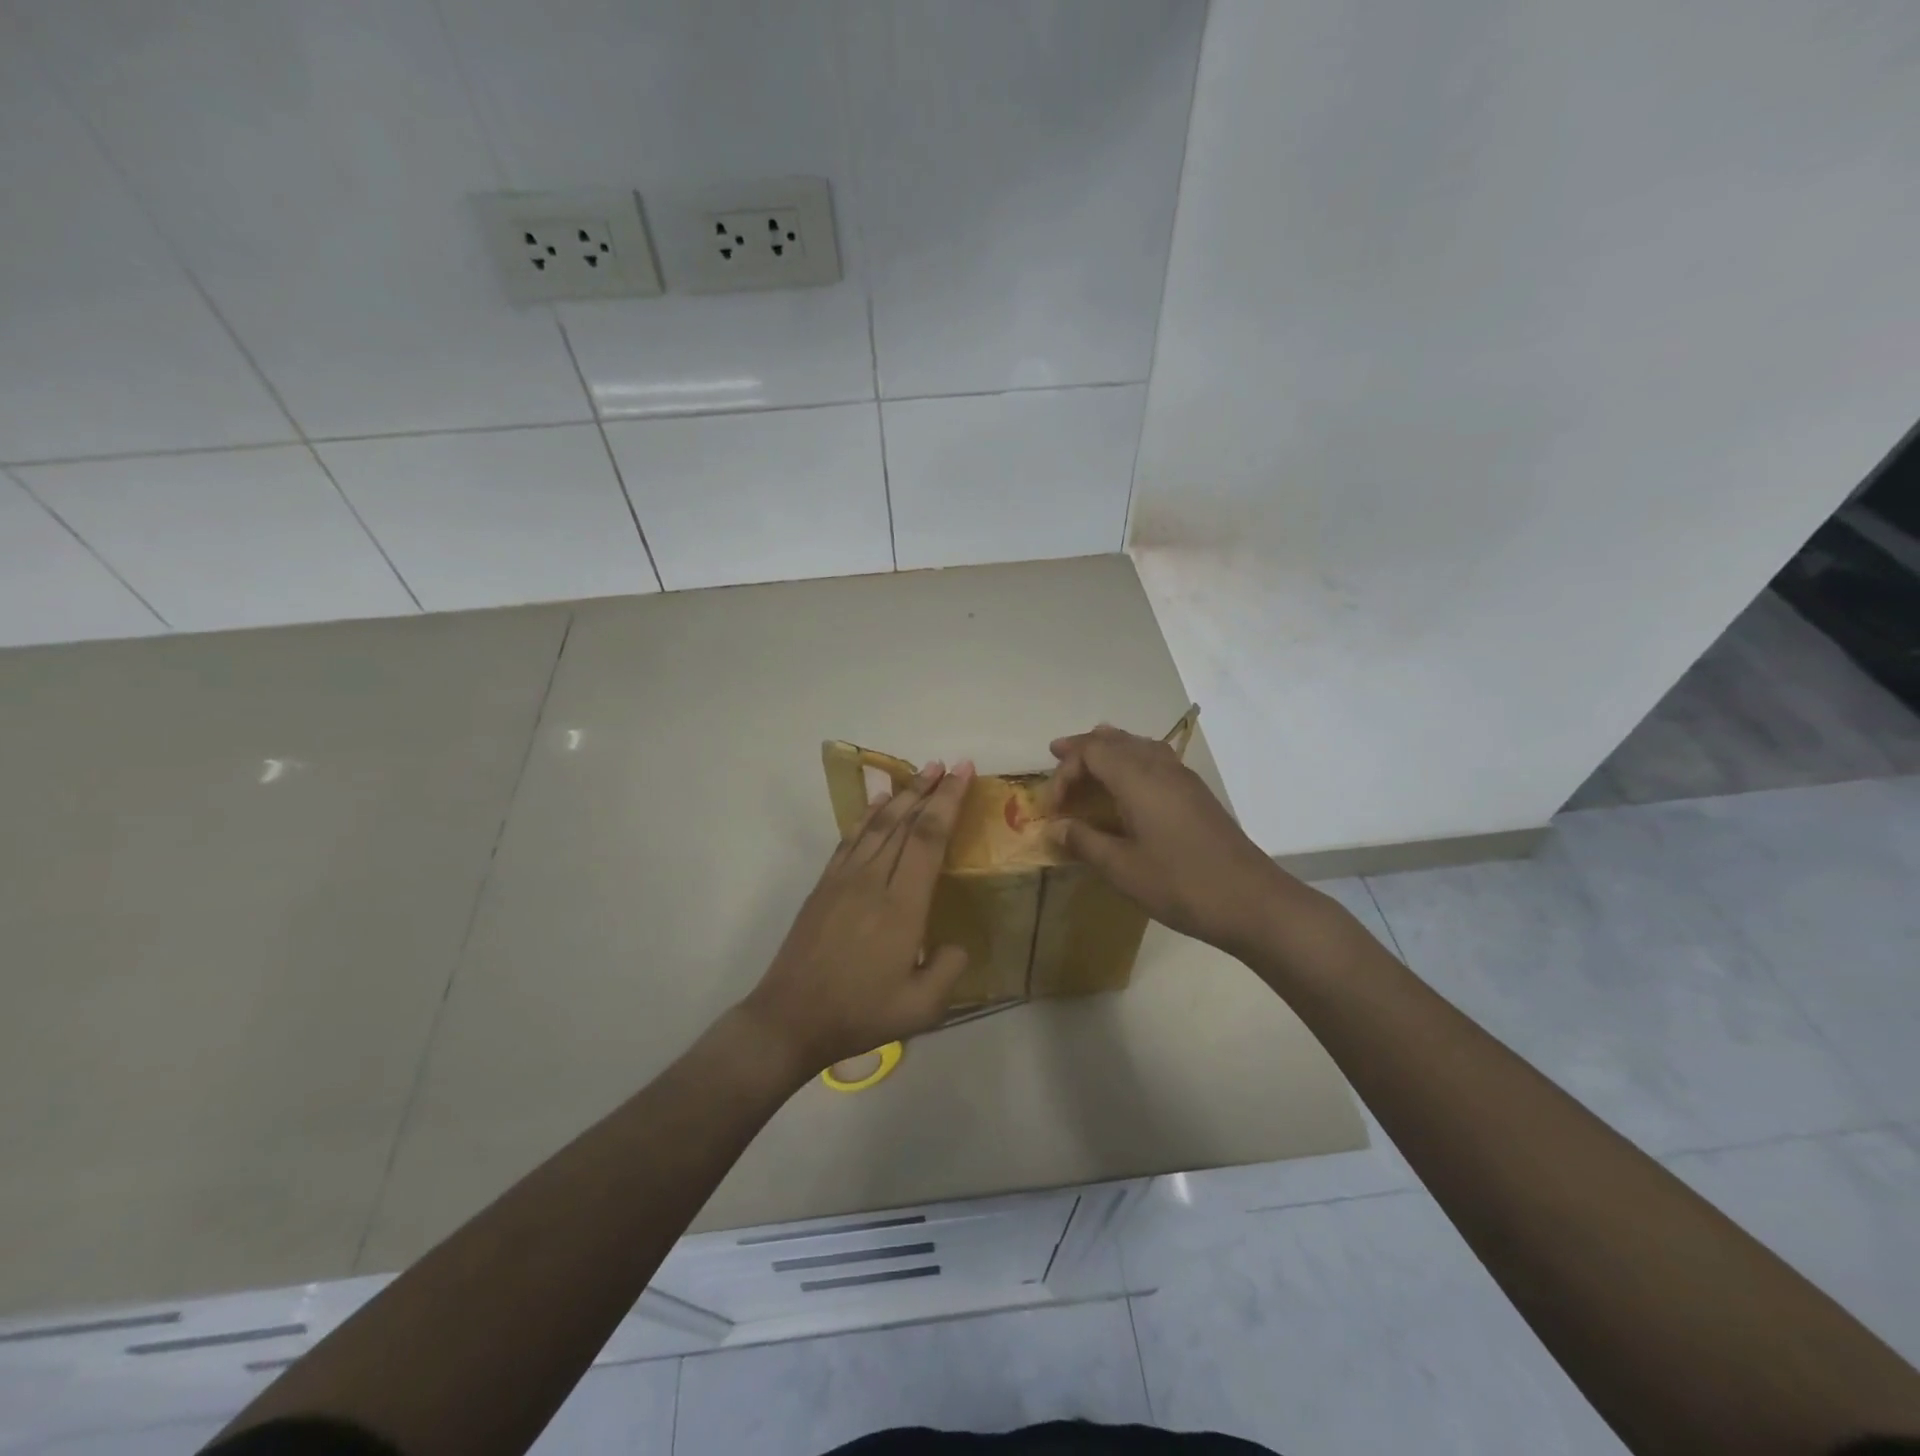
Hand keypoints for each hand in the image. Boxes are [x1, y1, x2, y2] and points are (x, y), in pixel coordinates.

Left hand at [741, 760, 974, 1074]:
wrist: (790, 1018)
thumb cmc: (859, 1014)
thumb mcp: (921, 1009)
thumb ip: (949, 970)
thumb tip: (957, 943)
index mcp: (902, 907)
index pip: (928, 839)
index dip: (948, 803)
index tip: (963, 774)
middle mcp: (873, 882)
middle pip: (904, 823)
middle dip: (929, 790)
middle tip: (948, 764)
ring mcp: (843, 880)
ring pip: (876, 825)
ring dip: (901, 795)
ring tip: (921, 773)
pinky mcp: (824, 886)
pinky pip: (850, 839)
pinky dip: (867, 816)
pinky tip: (878, 803)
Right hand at [1042, 725, 1290, 956]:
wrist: (1252, 901)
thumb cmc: (1181, 884)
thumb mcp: (1122, 868)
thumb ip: (1084, 842)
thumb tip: (1054, 828)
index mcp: (1138, 779)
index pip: (1092, 752)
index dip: (1065, 772)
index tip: (1052, 807)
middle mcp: (1160, 767)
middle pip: (1115, 740)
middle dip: (1084, 747)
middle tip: (1057, 756)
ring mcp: (1183, 778)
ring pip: (1139, 745)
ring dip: (1109, 750)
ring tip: (1089, 762)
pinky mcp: (1196, 794)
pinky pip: (1156, 759)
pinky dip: (1132, 761)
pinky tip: (1128, 786)